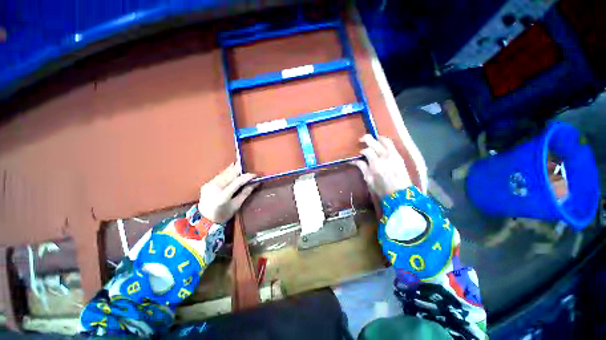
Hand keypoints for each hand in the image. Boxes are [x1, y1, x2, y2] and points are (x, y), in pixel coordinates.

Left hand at [198, 163, 258, 223]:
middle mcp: (215, 188)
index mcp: (223, 196)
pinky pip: (219, 176)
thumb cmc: (223, 214)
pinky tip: (231, 170)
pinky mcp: (206, 184)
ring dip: (233, 169)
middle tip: (248, 167)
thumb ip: (246, 192)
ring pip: (224, 173)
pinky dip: (227, 173)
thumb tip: (256, 183)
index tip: (255, 175)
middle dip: (240, 170)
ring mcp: (209, 185)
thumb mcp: (237, 205)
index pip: (238, 181)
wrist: (204, 220)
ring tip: (241, 166)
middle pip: (230, 174)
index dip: (248, 177)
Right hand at [353, 135, 411, 197]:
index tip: (359, 154)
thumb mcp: (369, 180)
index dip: (362, 150)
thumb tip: (355, 160)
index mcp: (376, 164)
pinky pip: (391, 144)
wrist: (401, 194)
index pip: (367, 151)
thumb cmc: (382, 189)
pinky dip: (385, 141)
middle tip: (361, 139)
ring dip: (377, 138)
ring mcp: (393, 155)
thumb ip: (362, 168)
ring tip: (373, 139)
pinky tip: (381, 142)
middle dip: (367, 139)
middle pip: (374, 142)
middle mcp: (384, 157)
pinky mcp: (399, 156)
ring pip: (385, 140)